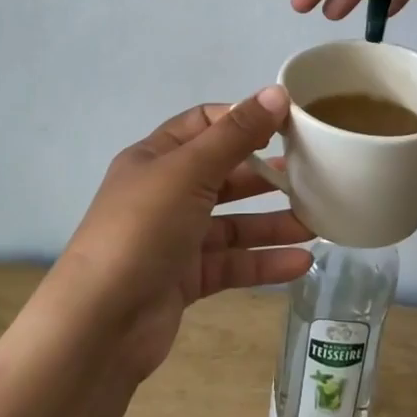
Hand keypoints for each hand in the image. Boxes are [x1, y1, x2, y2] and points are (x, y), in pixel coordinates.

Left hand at [51, 87, 313, 380]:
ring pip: (232, 223)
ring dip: (272, 222)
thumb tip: (277, 92)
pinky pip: (231, 263)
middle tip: (312, 176)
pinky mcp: (185, 280)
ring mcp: (174, 239)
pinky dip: (264, 262)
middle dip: (266, 175)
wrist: (99, 325)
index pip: (204, 124)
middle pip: (224, 174)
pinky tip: (301, 263)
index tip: (287, 125)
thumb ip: (236, 134)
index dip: (243, 120)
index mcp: (156, 157)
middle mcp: (164, 193)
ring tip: (317, 223)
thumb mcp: (190, 171)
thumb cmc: (143, 229)